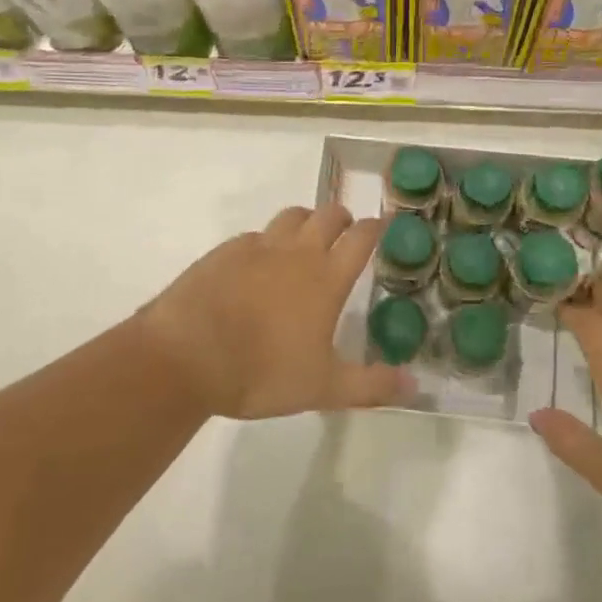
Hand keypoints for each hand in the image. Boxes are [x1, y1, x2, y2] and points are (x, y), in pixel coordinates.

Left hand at [140, 203, 406, 420]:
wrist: (187, 356)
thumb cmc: (262, 372)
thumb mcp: (323, 388)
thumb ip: (371, 385)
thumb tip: (415, 384)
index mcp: (326, 277)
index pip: (360, 237)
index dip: (375, 228)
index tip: (382, 227)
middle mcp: (296, 252)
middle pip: (327, 214)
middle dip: (342, 218)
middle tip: (344, 234)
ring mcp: (257, 247)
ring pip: (290, 216)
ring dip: (305, 221)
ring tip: (304, 241)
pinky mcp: (224, 252)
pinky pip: (254, 236)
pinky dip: (265, 243)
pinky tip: (257, 265)